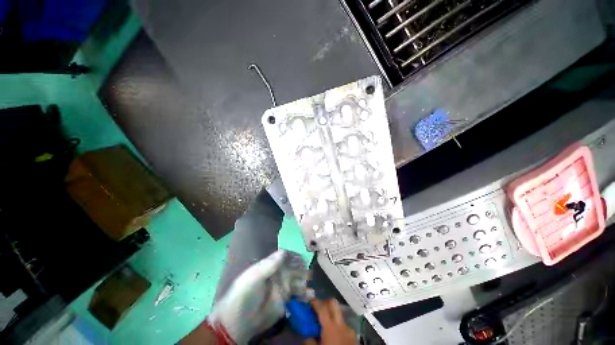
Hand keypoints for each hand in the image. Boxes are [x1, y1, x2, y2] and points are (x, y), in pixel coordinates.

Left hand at [206, 250, 308, 343]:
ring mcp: (282, 287)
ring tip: (308, 288)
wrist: (237, 324)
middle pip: (293, 268)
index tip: (302, 260)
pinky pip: (297, 295)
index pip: (285, 256)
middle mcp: (278, 274)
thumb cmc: (243, 296)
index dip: (294, 257)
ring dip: (304, 282)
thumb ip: (268, 266)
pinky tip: (310, 295)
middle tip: (307, 275)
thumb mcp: (253, 279)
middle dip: (301, 270)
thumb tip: (284, 251)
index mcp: (270, 266)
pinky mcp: (285, 301)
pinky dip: (305, 295)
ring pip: (297, 280)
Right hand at [305, 299, 355, 344]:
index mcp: (330, 327)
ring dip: (331, 314)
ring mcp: (349, 328)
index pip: (322, 307)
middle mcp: (341, 324)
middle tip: (317, 307)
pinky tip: (333, 335)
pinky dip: (336, 325)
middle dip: (324, 302)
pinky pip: (343, 324)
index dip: (314, 302)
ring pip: (338, 313)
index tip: (309, 300)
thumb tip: (307, 333)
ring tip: (324, 324)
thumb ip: (309, 340)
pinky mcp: (353, 335)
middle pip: (333, 303)